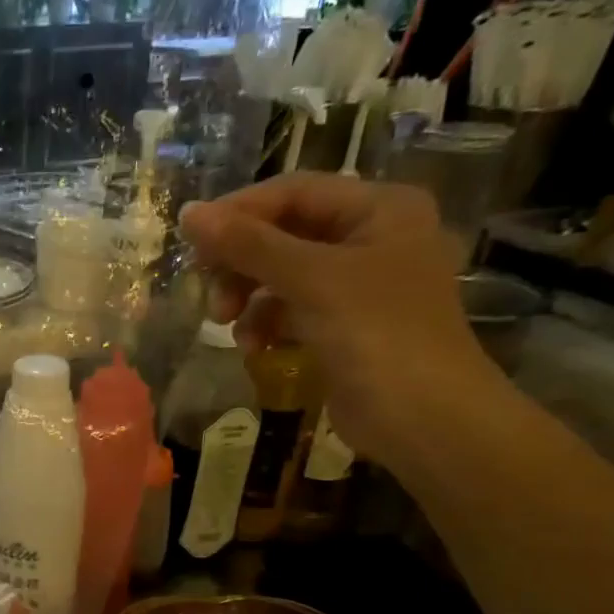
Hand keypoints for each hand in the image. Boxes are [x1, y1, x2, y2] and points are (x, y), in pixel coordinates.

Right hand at [179, 174, 506, 463]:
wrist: (425, 421)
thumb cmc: (378, 335)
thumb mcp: (311, 280)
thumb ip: (248, 245)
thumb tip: (188, 212)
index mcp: (379, 209)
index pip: (293, 192)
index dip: (239, 212)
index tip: (191, 241)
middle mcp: (370, 238)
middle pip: (282, 233)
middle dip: (241, 264)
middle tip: (211, 292)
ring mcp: (356, 285)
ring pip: (280, 275)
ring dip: (247, 297)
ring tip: (227, 324)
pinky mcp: (342, 326)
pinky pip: (289, 310)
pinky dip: (265, 324)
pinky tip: (254, 348)